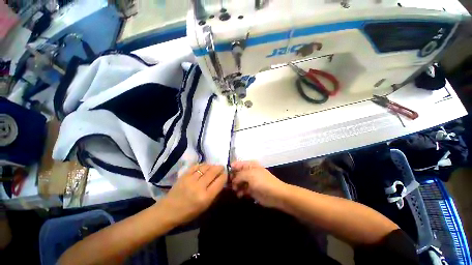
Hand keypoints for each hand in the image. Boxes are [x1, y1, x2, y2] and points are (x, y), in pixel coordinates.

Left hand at [158, 164, 226, 224]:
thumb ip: (214, 194)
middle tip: (221, 167)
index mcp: (205, 197)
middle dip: (220, 168)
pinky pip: (196, 166)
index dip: (224, 176)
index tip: (226, 174)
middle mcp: (199, 186)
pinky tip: (204, 166)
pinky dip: (202, 165)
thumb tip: (221, 182)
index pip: (219, 182)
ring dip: (212, 165)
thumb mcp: (205, 207)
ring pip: (206, 167)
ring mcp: (191, 179)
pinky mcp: (184, 175)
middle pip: (213, 172)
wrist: (168, 210)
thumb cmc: (188, 213)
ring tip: (214, 166)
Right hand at [230, 161, 288, 207]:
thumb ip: (238, 175)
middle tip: (231, 184)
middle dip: (233, 178)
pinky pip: (242, 189)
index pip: (237, 164)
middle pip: (237, 173)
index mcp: (249, 165)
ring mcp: (250, 181)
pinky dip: (240, 192)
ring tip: (236, 190)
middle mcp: (249, 171)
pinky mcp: (251, 190)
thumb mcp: (249, 175)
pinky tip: (240, 194)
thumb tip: (233, 180)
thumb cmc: (262, 181)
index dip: (231, 168)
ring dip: (236, 186)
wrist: (275, 194)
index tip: (225, 175)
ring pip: (239, 182)